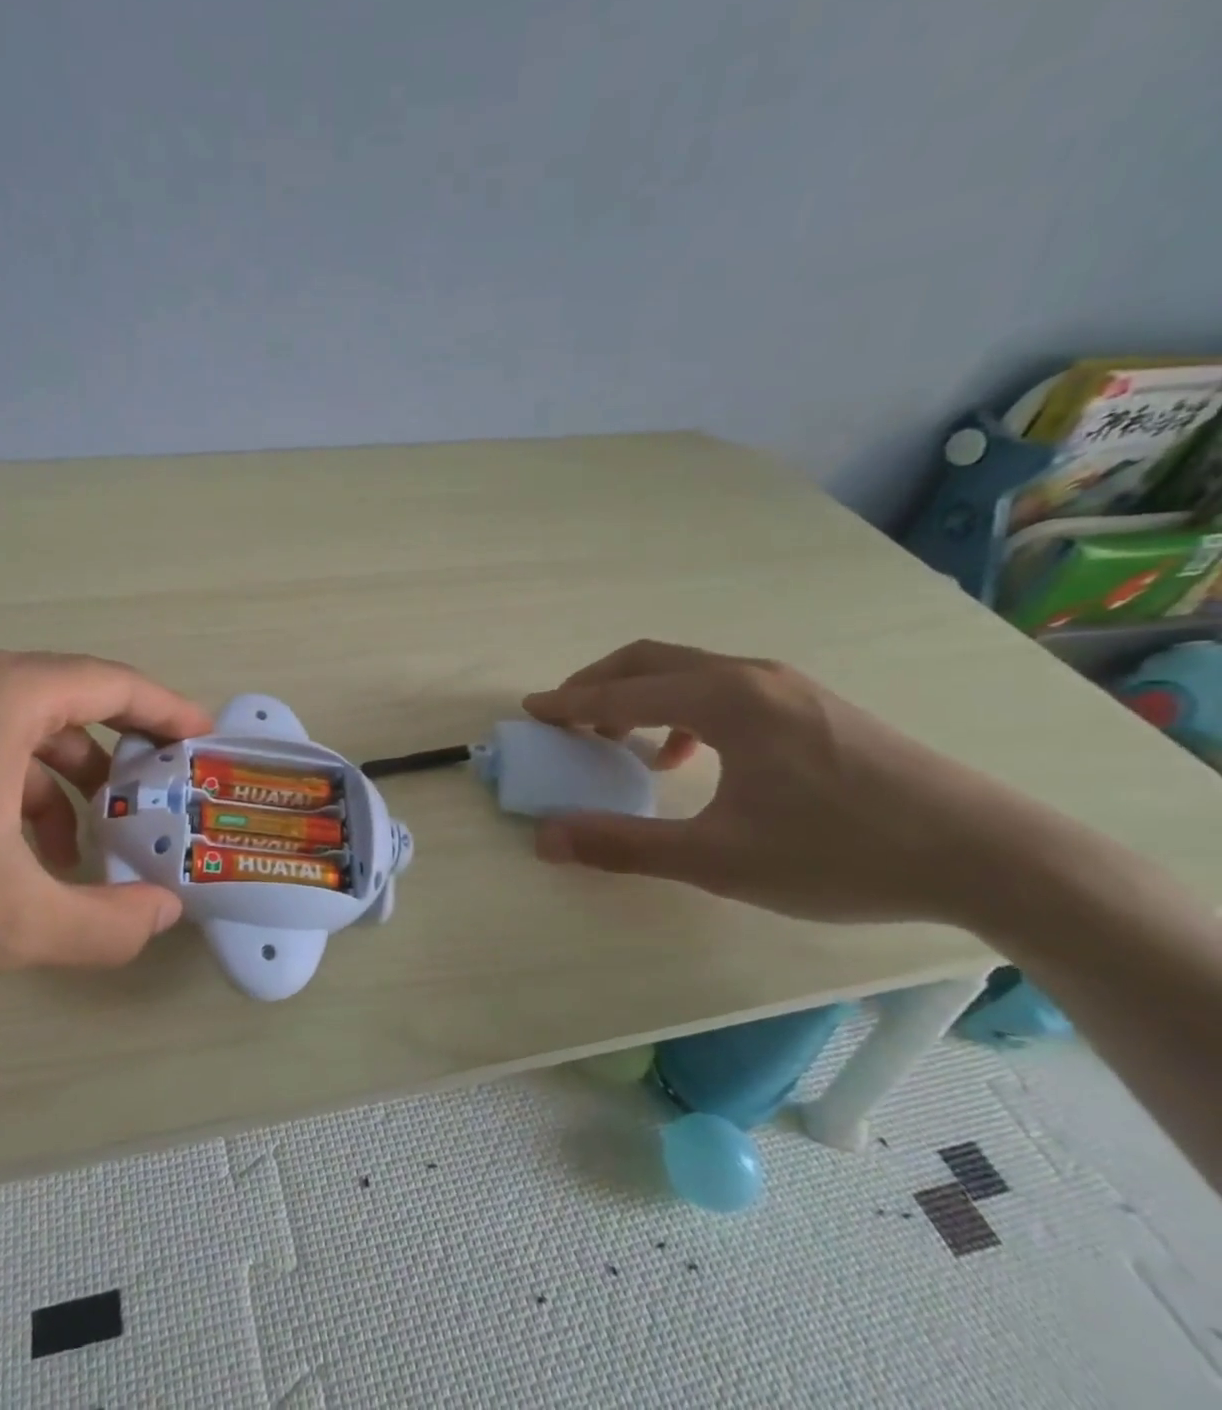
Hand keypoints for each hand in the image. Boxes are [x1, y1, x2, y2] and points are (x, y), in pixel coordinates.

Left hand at [0, 647, 215, 1011]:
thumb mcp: (5, 924)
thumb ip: (105, 924)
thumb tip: (164, 914)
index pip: (112, 684)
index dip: (166, 712)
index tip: (200, 742)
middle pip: (68, 703)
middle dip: (116, 759)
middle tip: (149, 810)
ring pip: (17, 727)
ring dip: (60, 781)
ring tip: (78, 848)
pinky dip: (7, 785)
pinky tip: (6, 849)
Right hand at [523, 640, 1059, 924]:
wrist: (990, 856)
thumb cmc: (841, 853)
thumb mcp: (718, 859)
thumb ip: (624, 845)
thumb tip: (546, 838)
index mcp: (723, 700)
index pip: (621, 692)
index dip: (568, 703)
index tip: (530, 712)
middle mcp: (750, 676)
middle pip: (649, 661)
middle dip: (597, 685)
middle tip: (565, 720)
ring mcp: (788, 686)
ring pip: (688, 671)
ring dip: (640, 696)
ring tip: (620, 742)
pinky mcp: (813, 705)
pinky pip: (723, 689)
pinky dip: (683, 710)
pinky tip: (691, 758)